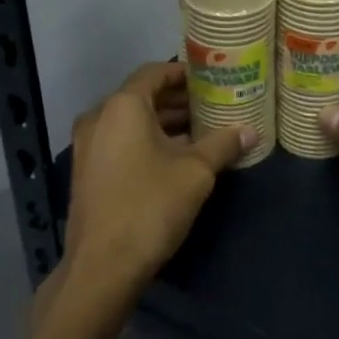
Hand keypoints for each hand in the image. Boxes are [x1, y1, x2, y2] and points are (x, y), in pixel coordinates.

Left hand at [61, 62, 251, 298]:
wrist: (102, 267)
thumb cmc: (150, 206)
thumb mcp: (196, 172)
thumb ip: (223, 144)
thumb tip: (251, 131)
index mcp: (122, 106)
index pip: (155, 72)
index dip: (183, 73)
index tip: (210, 79)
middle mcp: (99, 117)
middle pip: (142, 97)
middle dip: (177, 100)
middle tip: (212, 105)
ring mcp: (88, 146)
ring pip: (130, 122)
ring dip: (163, 122)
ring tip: (201, 131)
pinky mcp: (87, 171)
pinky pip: (120, 141)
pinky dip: (146, 140)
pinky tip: (176, 157)